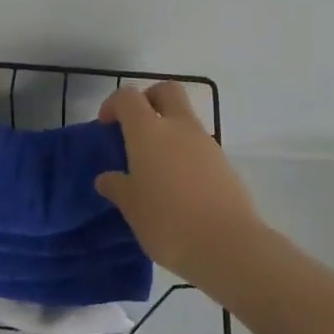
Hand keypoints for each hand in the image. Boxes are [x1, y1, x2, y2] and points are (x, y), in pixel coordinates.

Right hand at [94, 82, 263, 288]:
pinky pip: (199, 143)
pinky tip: (178, 183)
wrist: (227, 243)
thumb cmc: (168, 222)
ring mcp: (205, 142)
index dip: (113, 104)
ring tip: (156, 165)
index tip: (106, 126)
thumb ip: (117, 187)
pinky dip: (185, 150)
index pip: (128, 97)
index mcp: (148, 131)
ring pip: (185, 117)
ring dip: (169, 127)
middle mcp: (179, 126)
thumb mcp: (132, 208)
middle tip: (136, 126)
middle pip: (166, 90)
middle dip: (148, 99)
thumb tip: (106, 178)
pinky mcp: (223, 161)